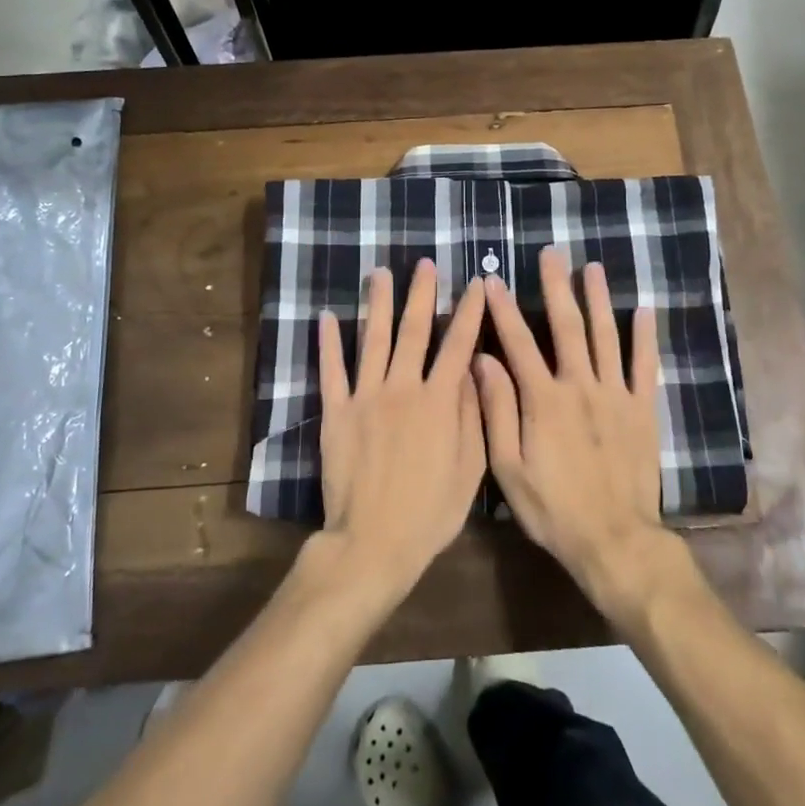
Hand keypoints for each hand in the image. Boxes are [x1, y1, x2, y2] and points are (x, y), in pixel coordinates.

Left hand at [315, 260, 487, 609]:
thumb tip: (472, 369)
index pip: (458, 345)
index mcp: (439, 401)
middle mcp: (402, 388)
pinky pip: (332, 370)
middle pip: (414, 331)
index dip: (469, 312)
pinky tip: (328, 317)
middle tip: (425, 264)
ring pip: (374, 340)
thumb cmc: (430, 512)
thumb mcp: (470, 469)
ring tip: (380, 273)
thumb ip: (472, 414)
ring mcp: (366, 397)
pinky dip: (329, 342)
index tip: (476, 285)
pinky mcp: (336, 412)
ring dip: (379, 304)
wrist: (374, 541)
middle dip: (422, 294)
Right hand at [476, 248, 687, 622]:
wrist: (615, 541)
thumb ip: (496, 412)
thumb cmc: (554, 509)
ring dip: (598, 299)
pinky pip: (644, 366)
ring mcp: (616, 395)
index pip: (518, 343)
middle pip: (567, 327)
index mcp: (544, 400)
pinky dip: (644, 337)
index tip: (492, 280)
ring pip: (606, 336)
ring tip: (592, 268)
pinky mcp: (641, 410)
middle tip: (552, 254)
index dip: (503, 309)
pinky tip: (643, 310)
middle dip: (556, 287)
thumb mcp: (509, 468)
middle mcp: (580, 386)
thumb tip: (482, 362)